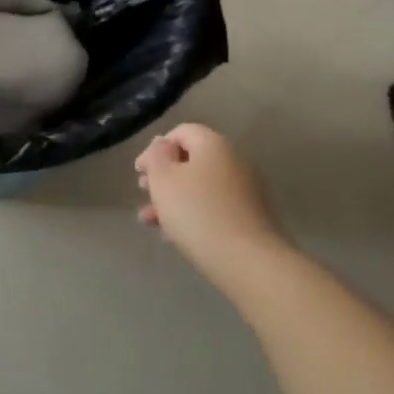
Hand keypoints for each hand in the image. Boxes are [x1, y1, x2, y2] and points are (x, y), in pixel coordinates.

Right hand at [135, 125, 287, 288]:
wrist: (249, 261)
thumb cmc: (197, 213)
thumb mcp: (163, 179)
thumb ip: (157, 155)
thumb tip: (163, 144)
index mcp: (213, 144)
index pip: (181, 132)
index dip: (156, 149)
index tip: (140, 172)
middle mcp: (235, 160)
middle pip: (192, 160)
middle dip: (164, 177)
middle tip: (145, 194)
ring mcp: (248, 190)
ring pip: (202, 187)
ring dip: (174, 200)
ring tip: (152, 222)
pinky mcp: (253, 217)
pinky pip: (216, 208)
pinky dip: (195, 215)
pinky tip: (176, 236)